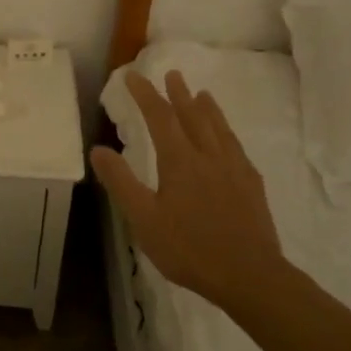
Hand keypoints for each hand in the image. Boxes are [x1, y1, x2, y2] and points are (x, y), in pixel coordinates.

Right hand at [90, 70, 284, 309]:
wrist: (249, 275)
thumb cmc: (189, 248)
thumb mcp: (144, 219)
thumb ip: (121, 182)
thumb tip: (98, 149)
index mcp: (180, 161)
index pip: (160, 117)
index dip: (145, 94)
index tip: (133, 76)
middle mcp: (208, 156)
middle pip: (193, 116)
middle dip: (179, 94)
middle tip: (173, 74)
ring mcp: (234, 169)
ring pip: (218, 129)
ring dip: (207, 108)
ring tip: (202, 93)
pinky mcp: (252, 185)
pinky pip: (236, 147)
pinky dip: (227, 133)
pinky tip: (228, 139)